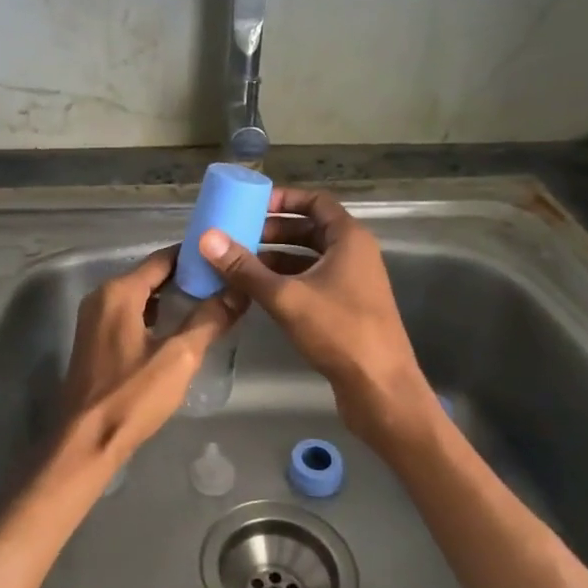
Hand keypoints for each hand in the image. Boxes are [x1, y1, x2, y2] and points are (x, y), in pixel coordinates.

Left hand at [51, 246, 241, 483]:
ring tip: (210, 301)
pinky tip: (179, 327)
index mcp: (119, 292)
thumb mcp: (179, 357)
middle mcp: (101, 296)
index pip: (163, 259)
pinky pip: (130, 314)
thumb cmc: (132, 396)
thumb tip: (238, 291)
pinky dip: (155, 314)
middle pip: (151, 275)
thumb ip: (209, 319)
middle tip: (224, 281)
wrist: (86, 441)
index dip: (195, 257)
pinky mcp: (94, 340)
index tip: (224, 259)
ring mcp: (94, 319)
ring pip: (140, 296)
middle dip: (186, 277)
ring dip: (171, 297)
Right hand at [199, 187, 431, 444]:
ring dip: (276, 257)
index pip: (316, 202)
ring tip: (239, 264)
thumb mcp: (286, 297)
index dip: (284, 199)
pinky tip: (258, 292)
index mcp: (349, 239)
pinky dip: (287, 280)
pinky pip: (312, 281)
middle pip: (310, 229)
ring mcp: (352, 282)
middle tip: (237, 237)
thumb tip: (207, 238)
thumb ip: (245, 268)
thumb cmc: (339, 331)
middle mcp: (354, 254)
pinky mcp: (347, 308)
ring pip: (309, 258)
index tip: (251, 205)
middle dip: (273, 231)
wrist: (380, 387)